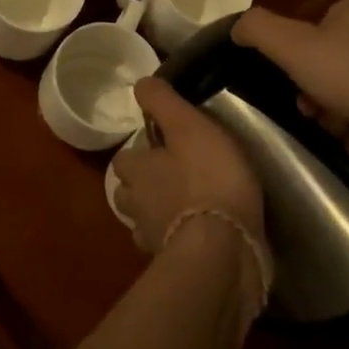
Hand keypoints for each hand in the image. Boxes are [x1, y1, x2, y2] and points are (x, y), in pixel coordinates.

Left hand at [112, 78, 265, 261]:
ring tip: (184, 208)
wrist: (224, 249)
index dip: (139, 152)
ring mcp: (153, 239)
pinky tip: (199, 236)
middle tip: (170, 178)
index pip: (124, 158)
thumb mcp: (189, 126)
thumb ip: (163, 103)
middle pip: (128, 194)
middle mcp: (137, 206)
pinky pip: (170, 248)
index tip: (160, 147)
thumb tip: (139, 83)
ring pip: (145, 223)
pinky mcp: (176, 265)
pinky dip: (178, 241)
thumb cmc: (207, 179)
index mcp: (138, 171)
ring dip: (157, 216)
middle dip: (142, 187)